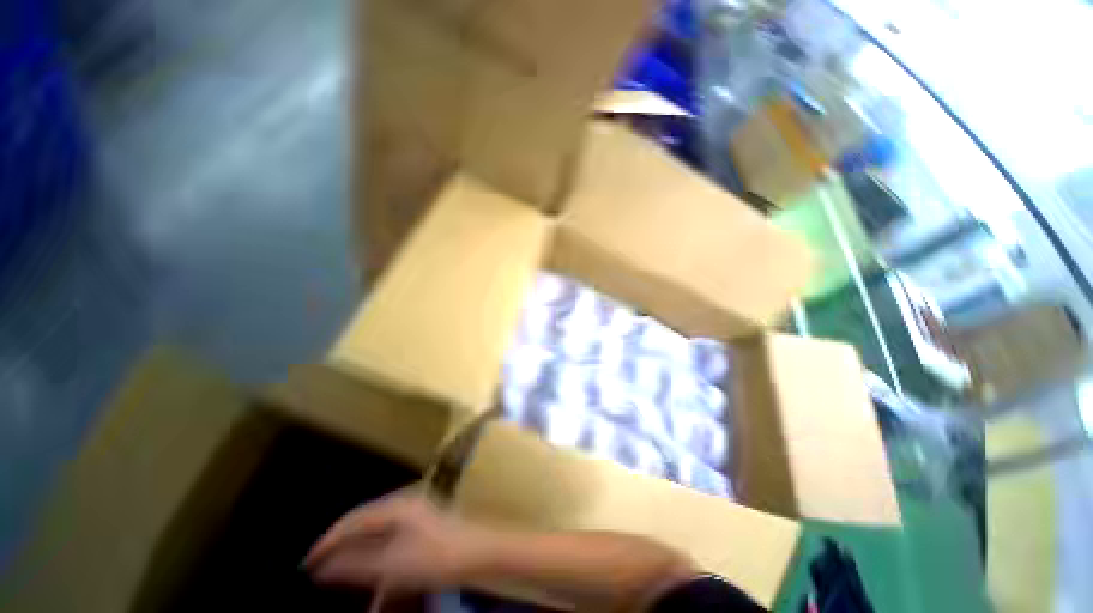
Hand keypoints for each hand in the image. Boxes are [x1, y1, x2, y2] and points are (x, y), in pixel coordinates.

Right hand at [304, 491, 485, 591]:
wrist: (477, 552)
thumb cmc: (434, 557)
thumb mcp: (392, 565)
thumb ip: (356, 564)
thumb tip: (324, 567)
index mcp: (396, 506)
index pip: (353, 520)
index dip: (327, 541)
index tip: (306, 563)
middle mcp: (403, 503)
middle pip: (362, 521)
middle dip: (339, 543)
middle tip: (317, 566)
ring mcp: (413, 511)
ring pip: (375, 528)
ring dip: (355, 547)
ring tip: (336, 567)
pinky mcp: (420, 523)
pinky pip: (388, 534)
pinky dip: (372, 550)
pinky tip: (366, 565)